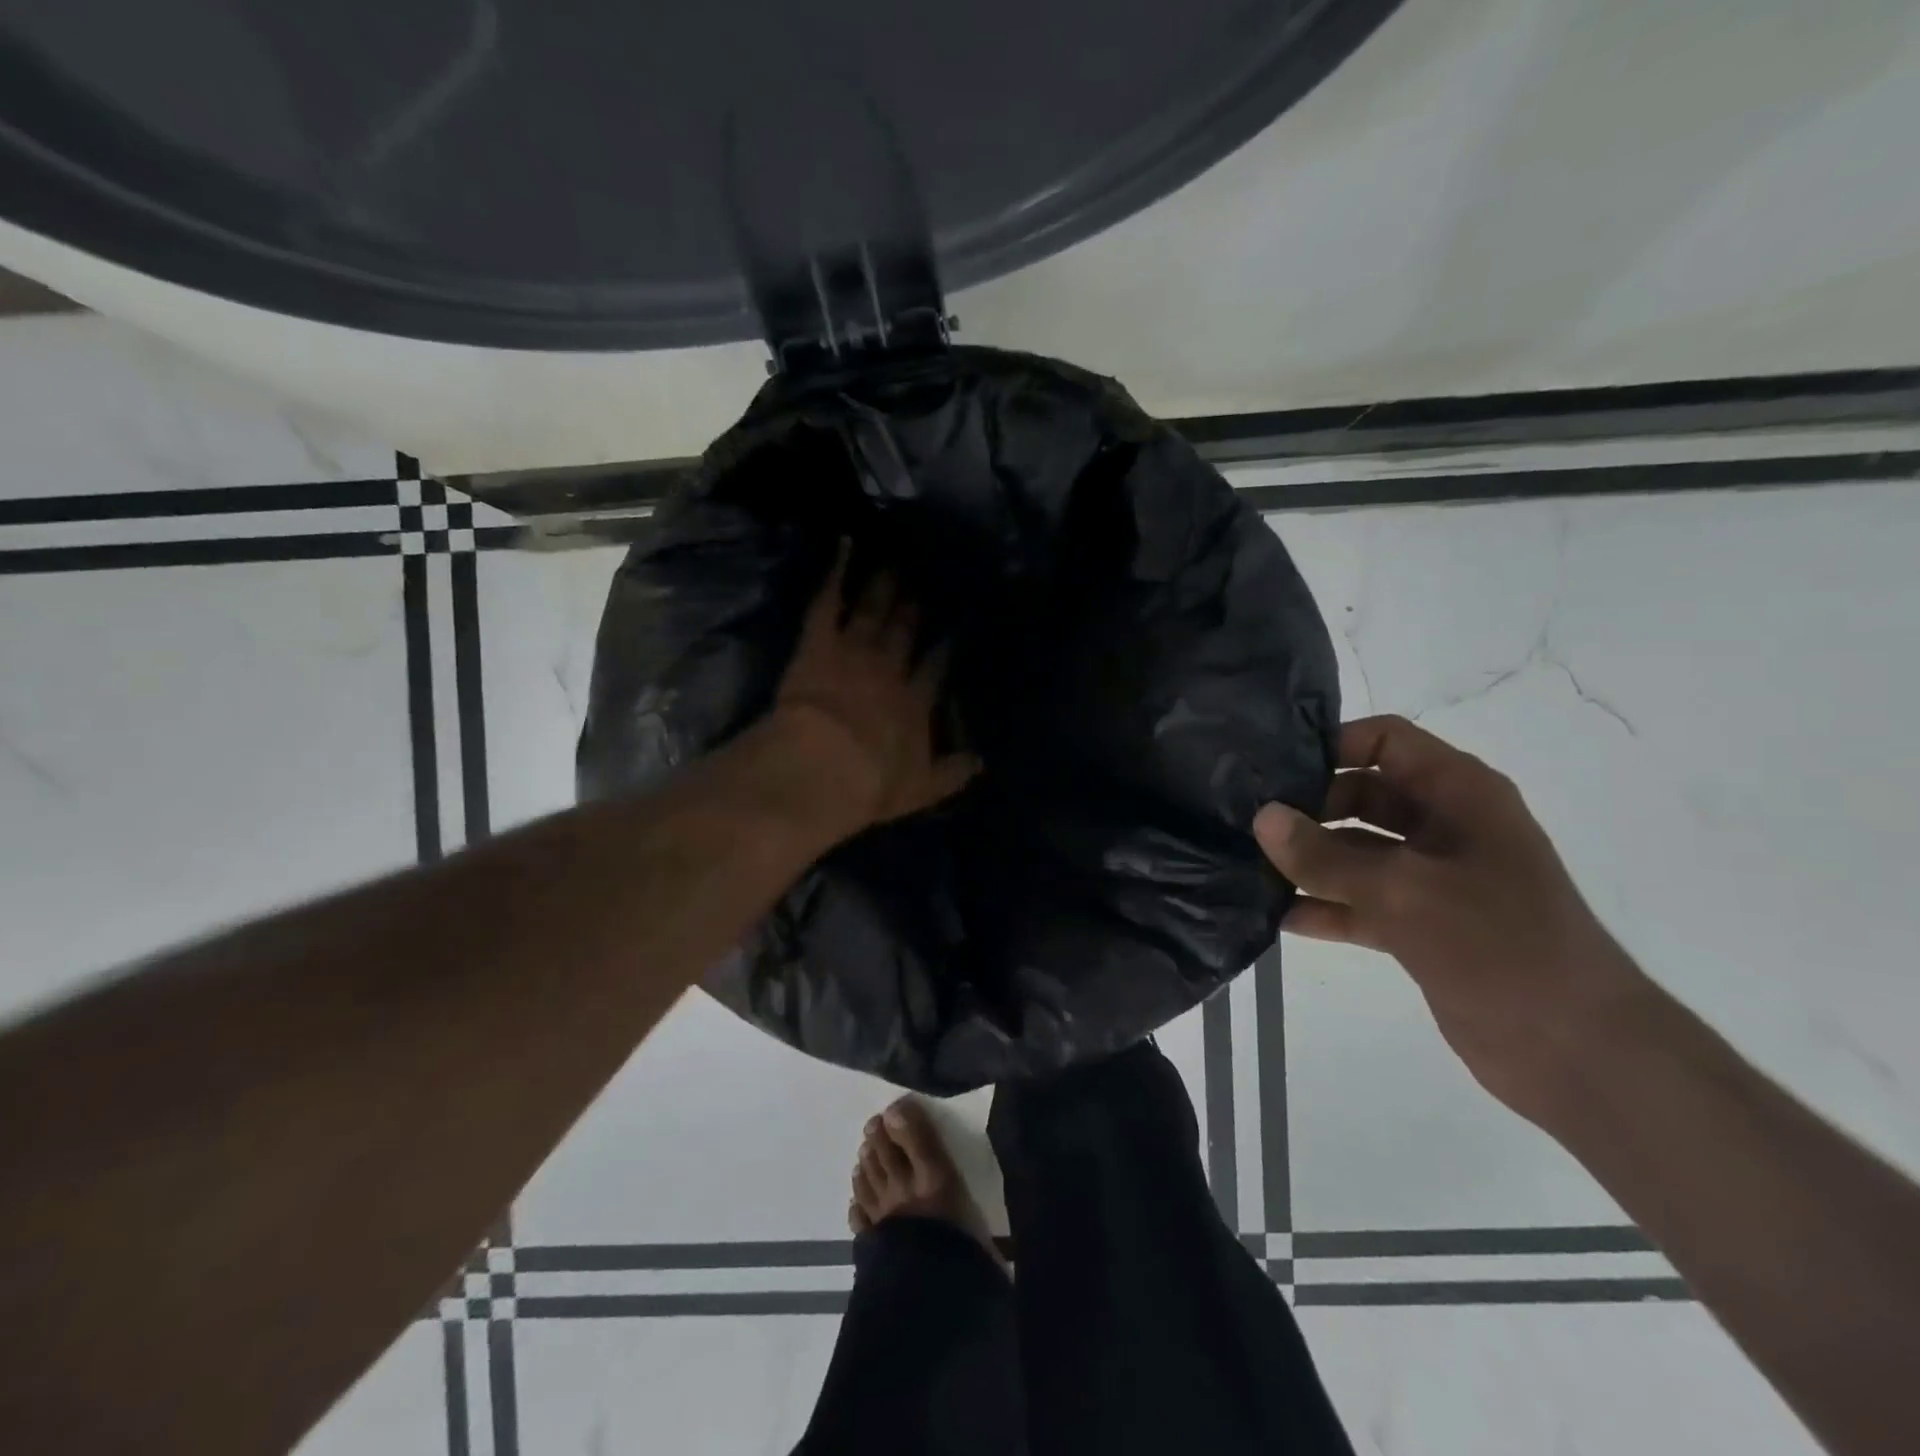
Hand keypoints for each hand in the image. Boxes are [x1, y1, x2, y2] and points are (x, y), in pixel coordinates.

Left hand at [770, 547, 978, 831]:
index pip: (936, 666)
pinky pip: (828, 601)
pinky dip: (836, 572)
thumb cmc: (871, 782)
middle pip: (905, 631)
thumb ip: (952, 772)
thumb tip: (981, 762)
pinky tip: (846, 544)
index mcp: (915, 701)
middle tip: (923, 584)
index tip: (955, 630)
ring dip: (883, 588)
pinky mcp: (818, 642)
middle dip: (915, 608)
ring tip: (894, 564)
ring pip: (872, 611)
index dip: (945, 647)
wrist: (824, 767)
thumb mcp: (921, 787)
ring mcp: (854, 650)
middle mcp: (889, 668)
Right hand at [1253, 715, 1646, 1119]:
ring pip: (1355, 852)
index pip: (1385, 742)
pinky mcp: (1420, 926)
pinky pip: (1360, 902)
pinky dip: (1324, 906)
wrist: (1578, 1052)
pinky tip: (1276, 916)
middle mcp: (1445, 827)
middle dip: (1307, 806)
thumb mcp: (1404, 892)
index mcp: (1459, 795)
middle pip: (1362, 795)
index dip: (1331, 744)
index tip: (1271, 765)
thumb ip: (1326, 856)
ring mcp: (1432, 879)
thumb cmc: (1500, 947)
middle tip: (1246, 819)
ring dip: (1308, 859)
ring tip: (1246, 863)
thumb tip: (1262, 817)